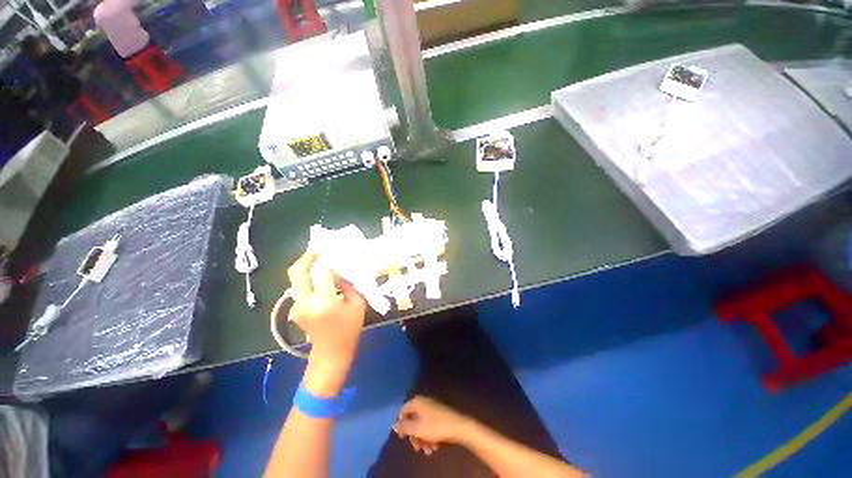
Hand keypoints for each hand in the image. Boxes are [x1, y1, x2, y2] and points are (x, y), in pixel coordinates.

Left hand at [287, 252, 366, 395]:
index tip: (333, 250)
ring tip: (320, 262)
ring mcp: (296, 306)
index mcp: (324, 301)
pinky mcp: (294, 308)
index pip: (321, 271)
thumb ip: (348, 284)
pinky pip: (300, 287)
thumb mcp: (357, 304)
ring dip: (306, 268)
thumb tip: (340, 270)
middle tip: (318, 250)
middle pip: (297, 272)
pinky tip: (319, 278)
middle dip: (307, 257)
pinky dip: (307, 279)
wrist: (331, 353)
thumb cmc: (349, 329)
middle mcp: (305, 302)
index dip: (327, 259)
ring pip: (295, 279)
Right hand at [392, 396, 475, 455]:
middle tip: (417, 448)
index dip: (401, 425)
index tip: (403, 438)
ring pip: (421, 425)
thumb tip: (394, 424)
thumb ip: (403, 427)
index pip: (402, 411)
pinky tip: (434, 447)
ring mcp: (432, 408)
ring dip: (422, 439)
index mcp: (417, 402)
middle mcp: (423, 402)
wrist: (458, 427)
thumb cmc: (435, 427)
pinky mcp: (440, 415)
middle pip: (412, 419)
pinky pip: (430, 426)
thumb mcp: (416, 429)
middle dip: (413, 436)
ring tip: (428, 450)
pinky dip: (430, 437)